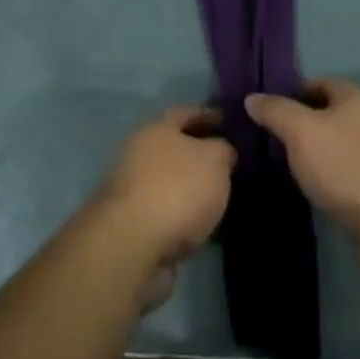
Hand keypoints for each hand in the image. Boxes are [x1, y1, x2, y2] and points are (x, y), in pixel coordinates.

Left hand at [94, 107, 235, 300]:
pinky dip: (183, 217)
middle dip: (199, 155)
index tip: (228, 122)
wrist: (131, 245)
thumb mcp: (214, 160)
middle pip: (174, 148)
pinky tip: (204, 227)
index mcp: (156, 129)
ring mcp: (132, 191)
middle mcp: (138, 154)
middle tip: (228, 164)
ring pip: (170, 183)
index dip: (208, 114)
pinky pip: (166, 214)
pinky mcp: (132, 226)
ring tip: (220, 199)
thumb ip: (223, 150)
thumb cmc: (176, 189)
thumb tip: (222, 150)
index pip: (185, 112)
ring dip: (191, 189)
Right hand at [245, 81, 359, 253]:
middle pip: (329, 114)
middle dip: (303, 125)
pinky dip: (332, 177)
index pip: (318, 83)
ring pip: (339, 144)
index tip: (268, 112)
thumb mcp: (301, 131)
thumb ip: (275, 111)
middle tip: (274, 142)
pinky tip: (317, 191)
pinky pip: (350, 171)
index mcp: (353, 97)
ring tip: (290, 169)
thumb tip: (252, 97)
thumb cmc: (345, 166)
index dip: (292, 94)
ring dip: (318, 153)